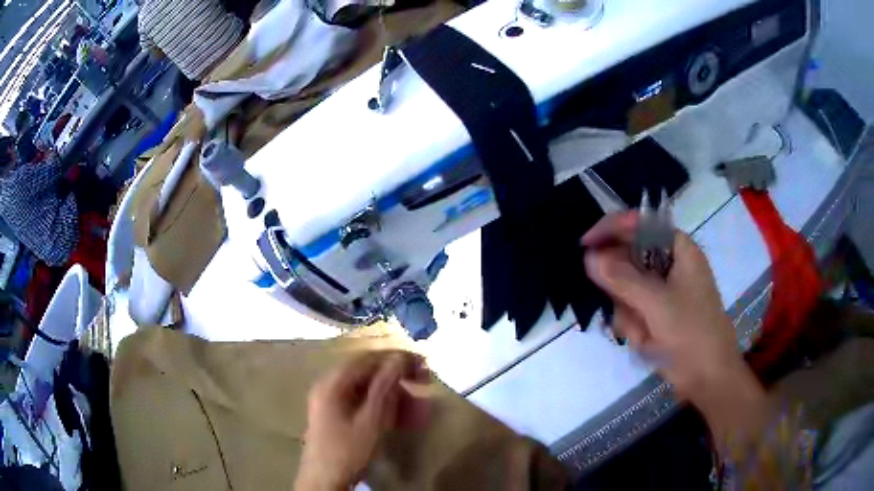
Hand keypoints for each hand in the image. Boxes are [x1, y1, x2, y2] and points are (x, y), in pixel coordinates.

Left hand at [295, 351, 428, 490]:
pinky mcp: (337, 417)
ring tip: (420, 409)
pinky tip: (405, 419)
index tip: (423, 364)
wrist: (324, 481)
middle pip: (368, 373)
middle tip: (425, 383)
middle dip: (399, 379)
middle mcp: (330, 386)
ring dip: (396, 396)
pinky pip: (364, 404)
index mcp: (333, 383)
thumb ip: (384, 387)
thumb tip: (399, 358)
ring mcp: (332, 402)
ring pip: (368, 390)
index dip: (397, 358)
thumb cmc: (347, 451)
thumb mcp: (371, 420)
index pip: (368, 359)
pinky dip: (385, 408)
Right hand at [582, 212, 767, 440]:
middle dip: (623, 290)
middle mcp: (669, 265)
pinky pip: (630, 311)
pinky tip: (647, 342)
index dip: (612, 229)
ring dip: (629, 314)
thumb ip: (622, 279)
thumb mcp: (658, 304)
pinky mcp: (656, 313)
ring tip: (645, 334)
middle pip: (628, 260)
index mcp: (678, 249)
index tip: (586, 244)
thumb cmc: (692, 333)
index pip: (639, 224)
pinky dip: (633, 327)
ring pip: (625, 289)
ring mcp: (662, 291)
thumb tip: (590, 257)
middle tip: (630, 311)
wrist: (708, 377)